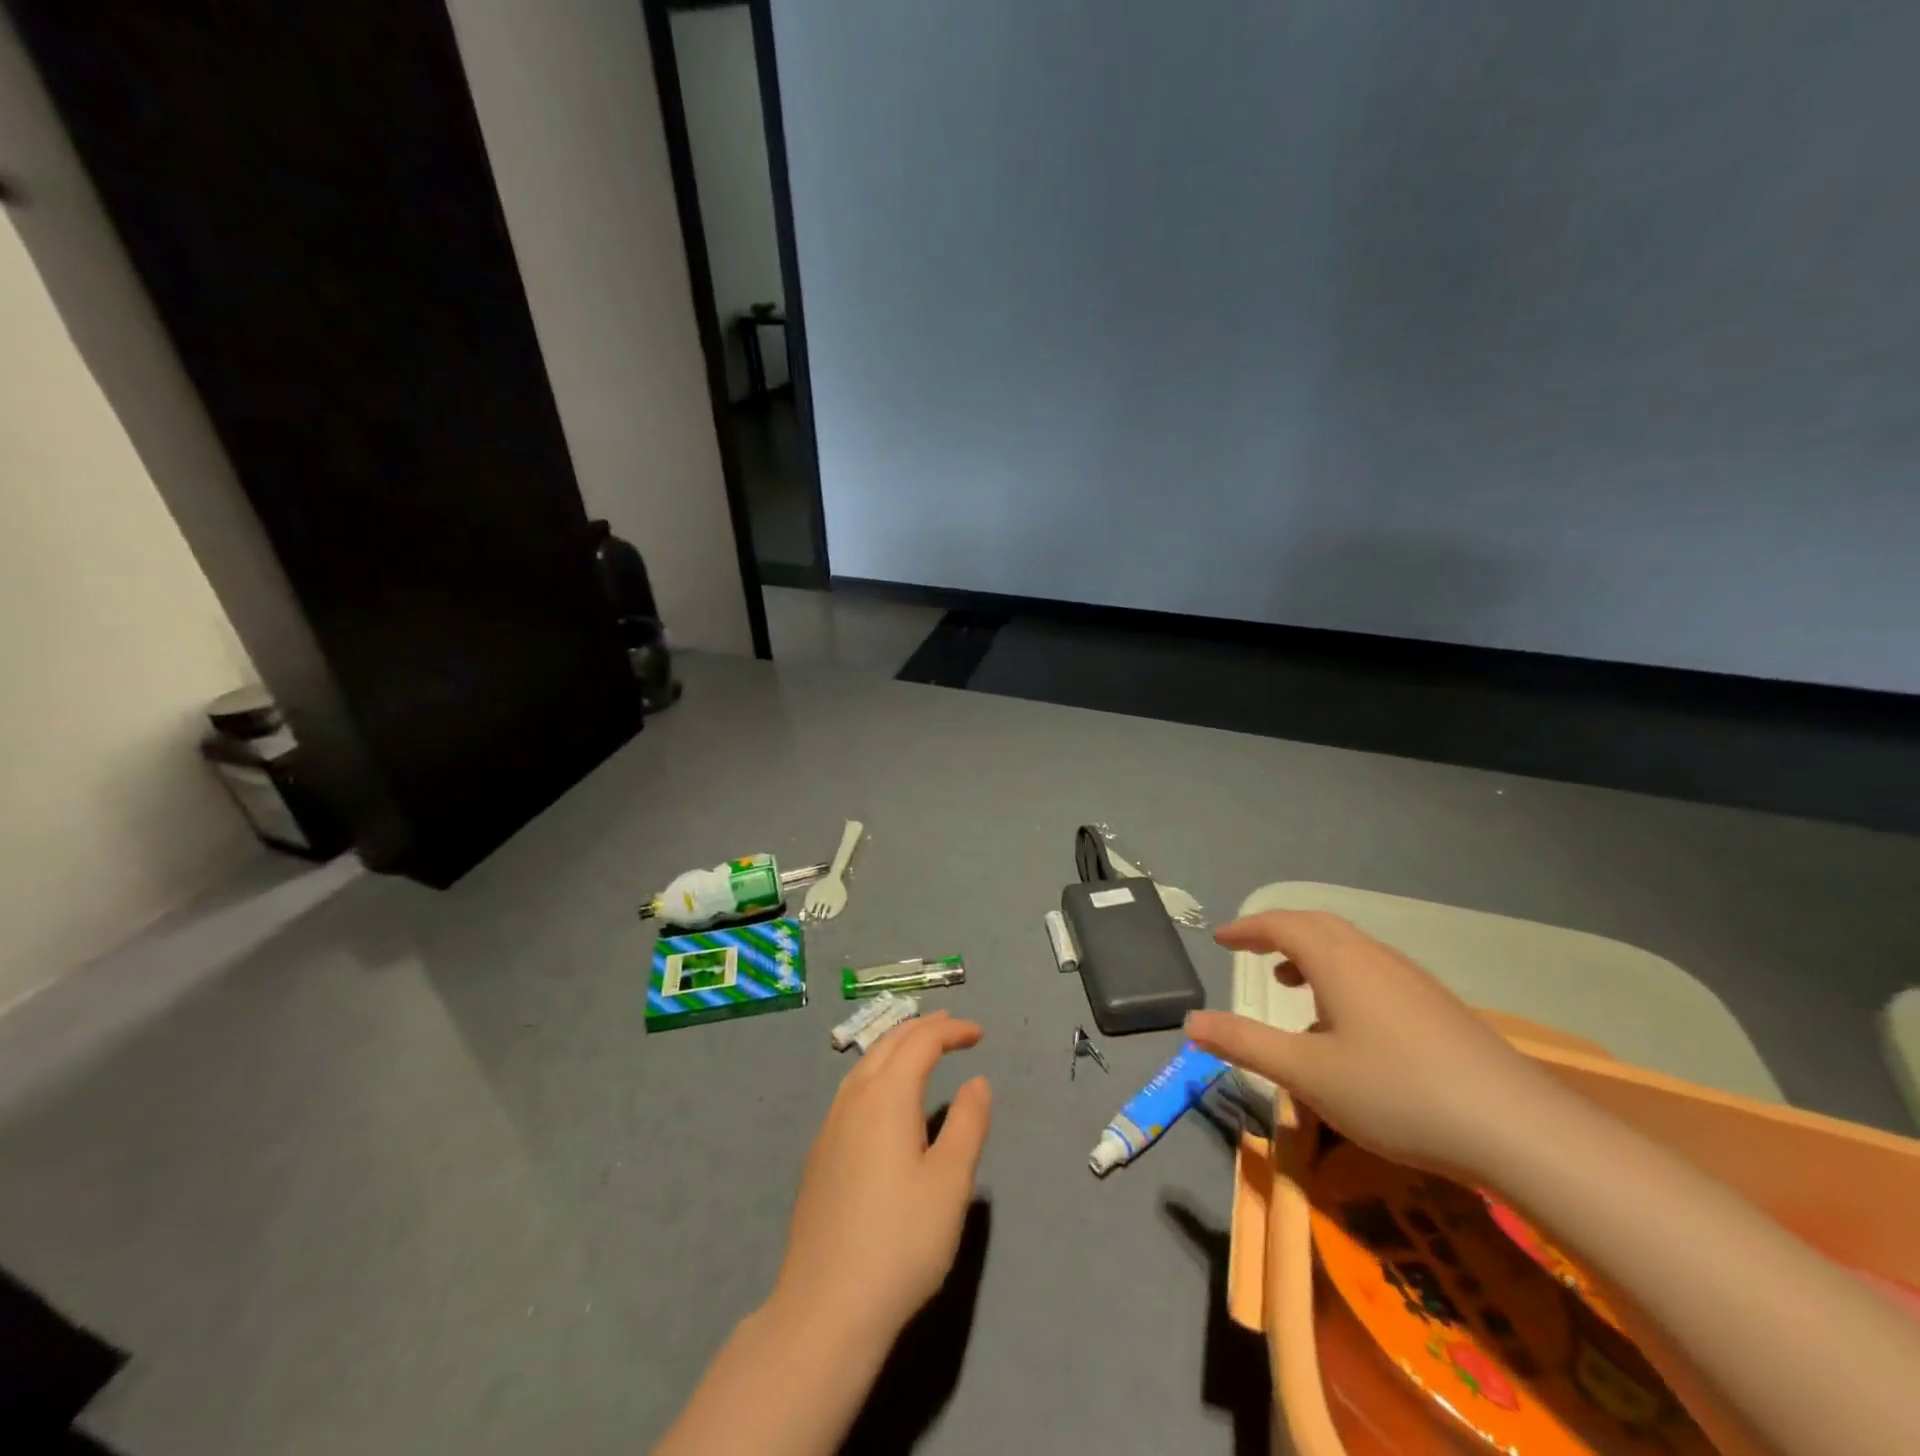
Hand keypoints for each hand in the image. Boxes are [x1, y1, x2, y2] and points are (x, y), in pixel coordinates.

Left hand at [770, 1013, 992, 1351]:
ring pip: (865, 1065)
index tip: (979, 1034)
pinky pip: (852, 1090)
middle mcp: (853, 1099)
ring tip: (920, 1050)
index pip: (920, 1042)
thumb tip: (977, 1082)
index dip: (951, 1031)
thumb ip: (967, 1124)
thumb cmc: (900, 1242)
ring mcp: (830, 1126)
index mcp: (887, 1097)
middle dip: (922, 1028)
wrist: (825, 1308)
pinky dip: (877, 1072)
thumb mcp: (950, 1183)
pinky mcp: (820, 1154)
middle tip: (952, 1027)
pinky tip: (885, 1099)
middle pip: (888, 1044)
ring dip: (896, 1047)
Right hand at [1187, 910, 1557, 1176]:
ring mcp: (1414, 982)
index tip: (1221, 940)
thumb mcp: (1306, 1074)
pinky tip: (1348, 1028)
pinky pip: (1376, 974)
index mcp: (1339, 961)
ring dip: (1313, 957)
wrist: (1521, 1131)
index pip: (1282, 924)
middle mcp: (1375, 959)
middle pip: (1319, 926)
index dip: (1248, 928)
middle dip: (1279, 934)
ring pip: (1351, 950)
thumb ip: (1245, 1043)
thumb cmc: (1397, 1093)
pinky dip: (1344, 979)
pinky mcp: (1441, 1009)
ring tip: (1292, 985)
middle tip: (1252, 952)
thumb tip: (1190, 1024)